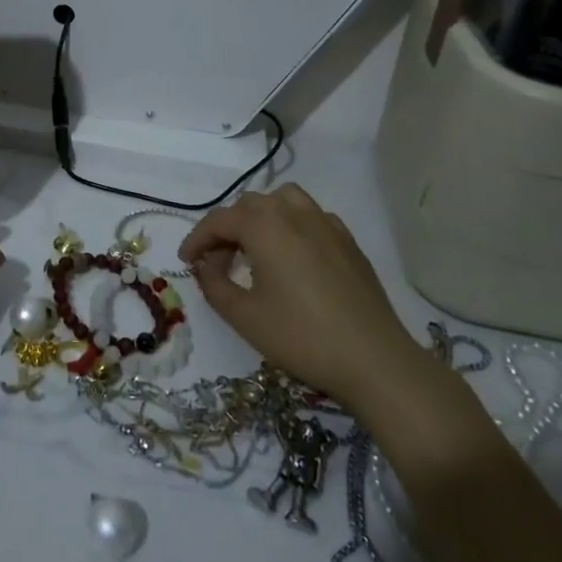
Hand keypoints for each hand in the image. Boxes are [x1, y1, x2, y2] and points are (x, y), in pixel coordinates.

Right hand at [179, 185, 429, 413]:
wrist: (375, 360)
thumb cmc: (302, 336)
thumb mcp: (244, 316)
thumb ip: (213, 285)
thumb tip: (204, 266)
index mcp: (264, 225)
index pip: (218, 220)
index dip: (196, 240)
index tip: (186, 263)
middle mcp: (293, 212)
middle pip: (248, 207)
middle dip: (227, 231)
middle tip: (218, 266)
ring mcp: (326, 223)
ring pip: (282, 201)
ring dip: (261, 218)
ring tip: (255, 250)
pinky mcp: (348, 241)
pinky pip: (310, 217)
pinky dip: (292, 226)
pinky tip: (293, 257)